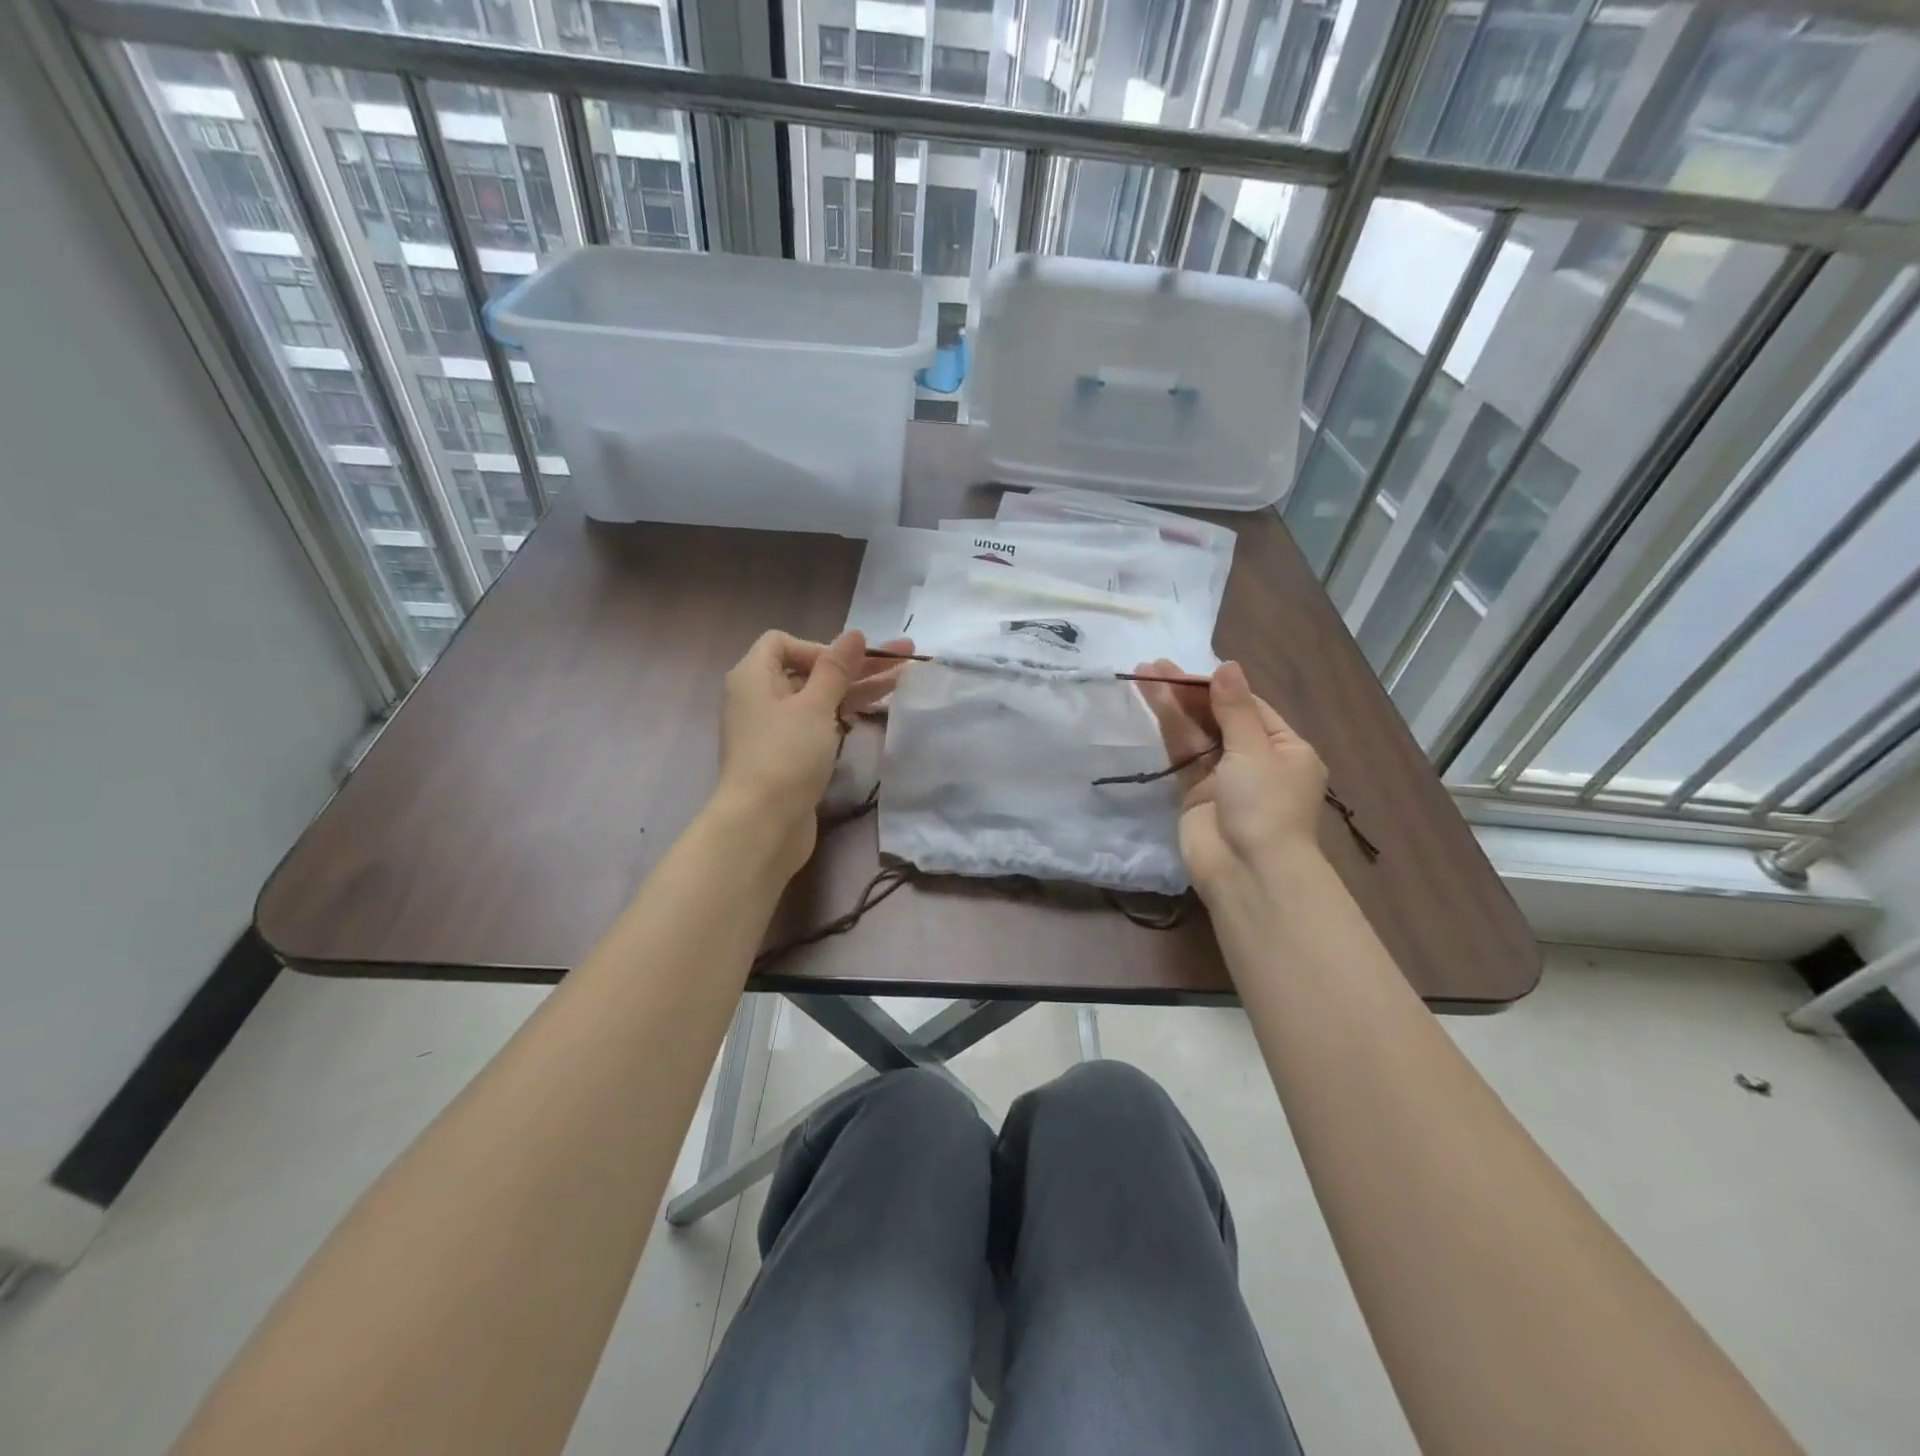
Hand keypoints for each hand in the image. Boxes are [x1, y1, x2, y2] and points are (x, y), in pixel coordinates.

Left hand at [713, 629, 910, 876]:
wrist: (763, 825)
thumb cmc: (785, 755)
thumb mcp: (815, 706)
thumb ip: (836, 669)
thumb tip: (854, 634)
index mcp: (753, 677)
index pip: (783, 643)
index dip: (819, 647)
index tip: (848, 664)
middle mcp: (759, 698)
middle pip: (810, 670)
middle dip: (856, 665)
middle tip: (905, 657)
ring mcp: (774, 730)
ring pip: (819, 699)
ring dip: (857, 689)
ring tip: (903, 679)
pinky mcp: (789, 757)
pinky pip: (818, 725)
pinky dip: (844, 715)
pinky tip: (874, 711)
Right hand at [1136, 659, 1328, 895]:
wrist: (1247, 871)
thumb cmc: (1264, 805)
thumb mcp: (1255, 750)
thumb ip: (1234, 708)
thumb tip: (1227, 665)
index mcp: (1285, 748)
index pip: (1249, 706)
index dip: (1217, 686)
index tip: (1187, 668)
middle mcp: (1255, 759)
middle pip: (1218, 716)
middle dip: (1188, 692)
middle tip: (1154, 666)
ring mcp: (1223, 777)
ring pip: (1195, 733)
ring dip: (1172, 705)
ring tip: (1144, 675)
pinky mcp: (1194, 793)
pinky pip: (1181, 755)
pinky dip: (1168, 731)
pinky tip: (1152, 704)